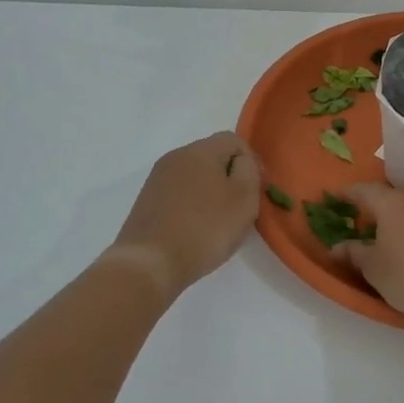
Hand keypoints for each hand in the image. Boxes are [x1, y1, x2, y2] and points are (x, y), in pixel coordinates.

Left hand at [109, 132, 261, 297]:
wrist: (150, 262)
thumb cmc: (205, 228)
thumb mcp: (243, 199)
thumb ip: (249, 171)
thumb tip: (242, 162)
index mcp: (200, 150)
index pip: (234, 140)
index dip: (251, 162)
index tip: (256, 191)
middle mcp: (176, 156)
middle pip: (212, 156)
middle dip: (230, 177)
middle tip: (239, 208)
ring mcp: (158, 178)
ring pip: (195, 175)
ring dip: (210, 192)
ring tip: (217, 222)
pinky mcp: (147, 200)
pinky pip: (178, 193)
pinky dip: (191, 205)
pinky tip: (194, 229)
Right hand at [329, 182, 403, 324]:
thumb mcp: (376, 270)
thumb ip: (354, 254)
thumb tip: (337, 247)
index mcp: (392, 203)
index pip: (364, 190)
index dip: (348, 194)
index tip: (338, 197)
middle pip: (393, 197)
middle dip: (380, 208)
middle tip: (369, 223)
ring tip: (399, 237)